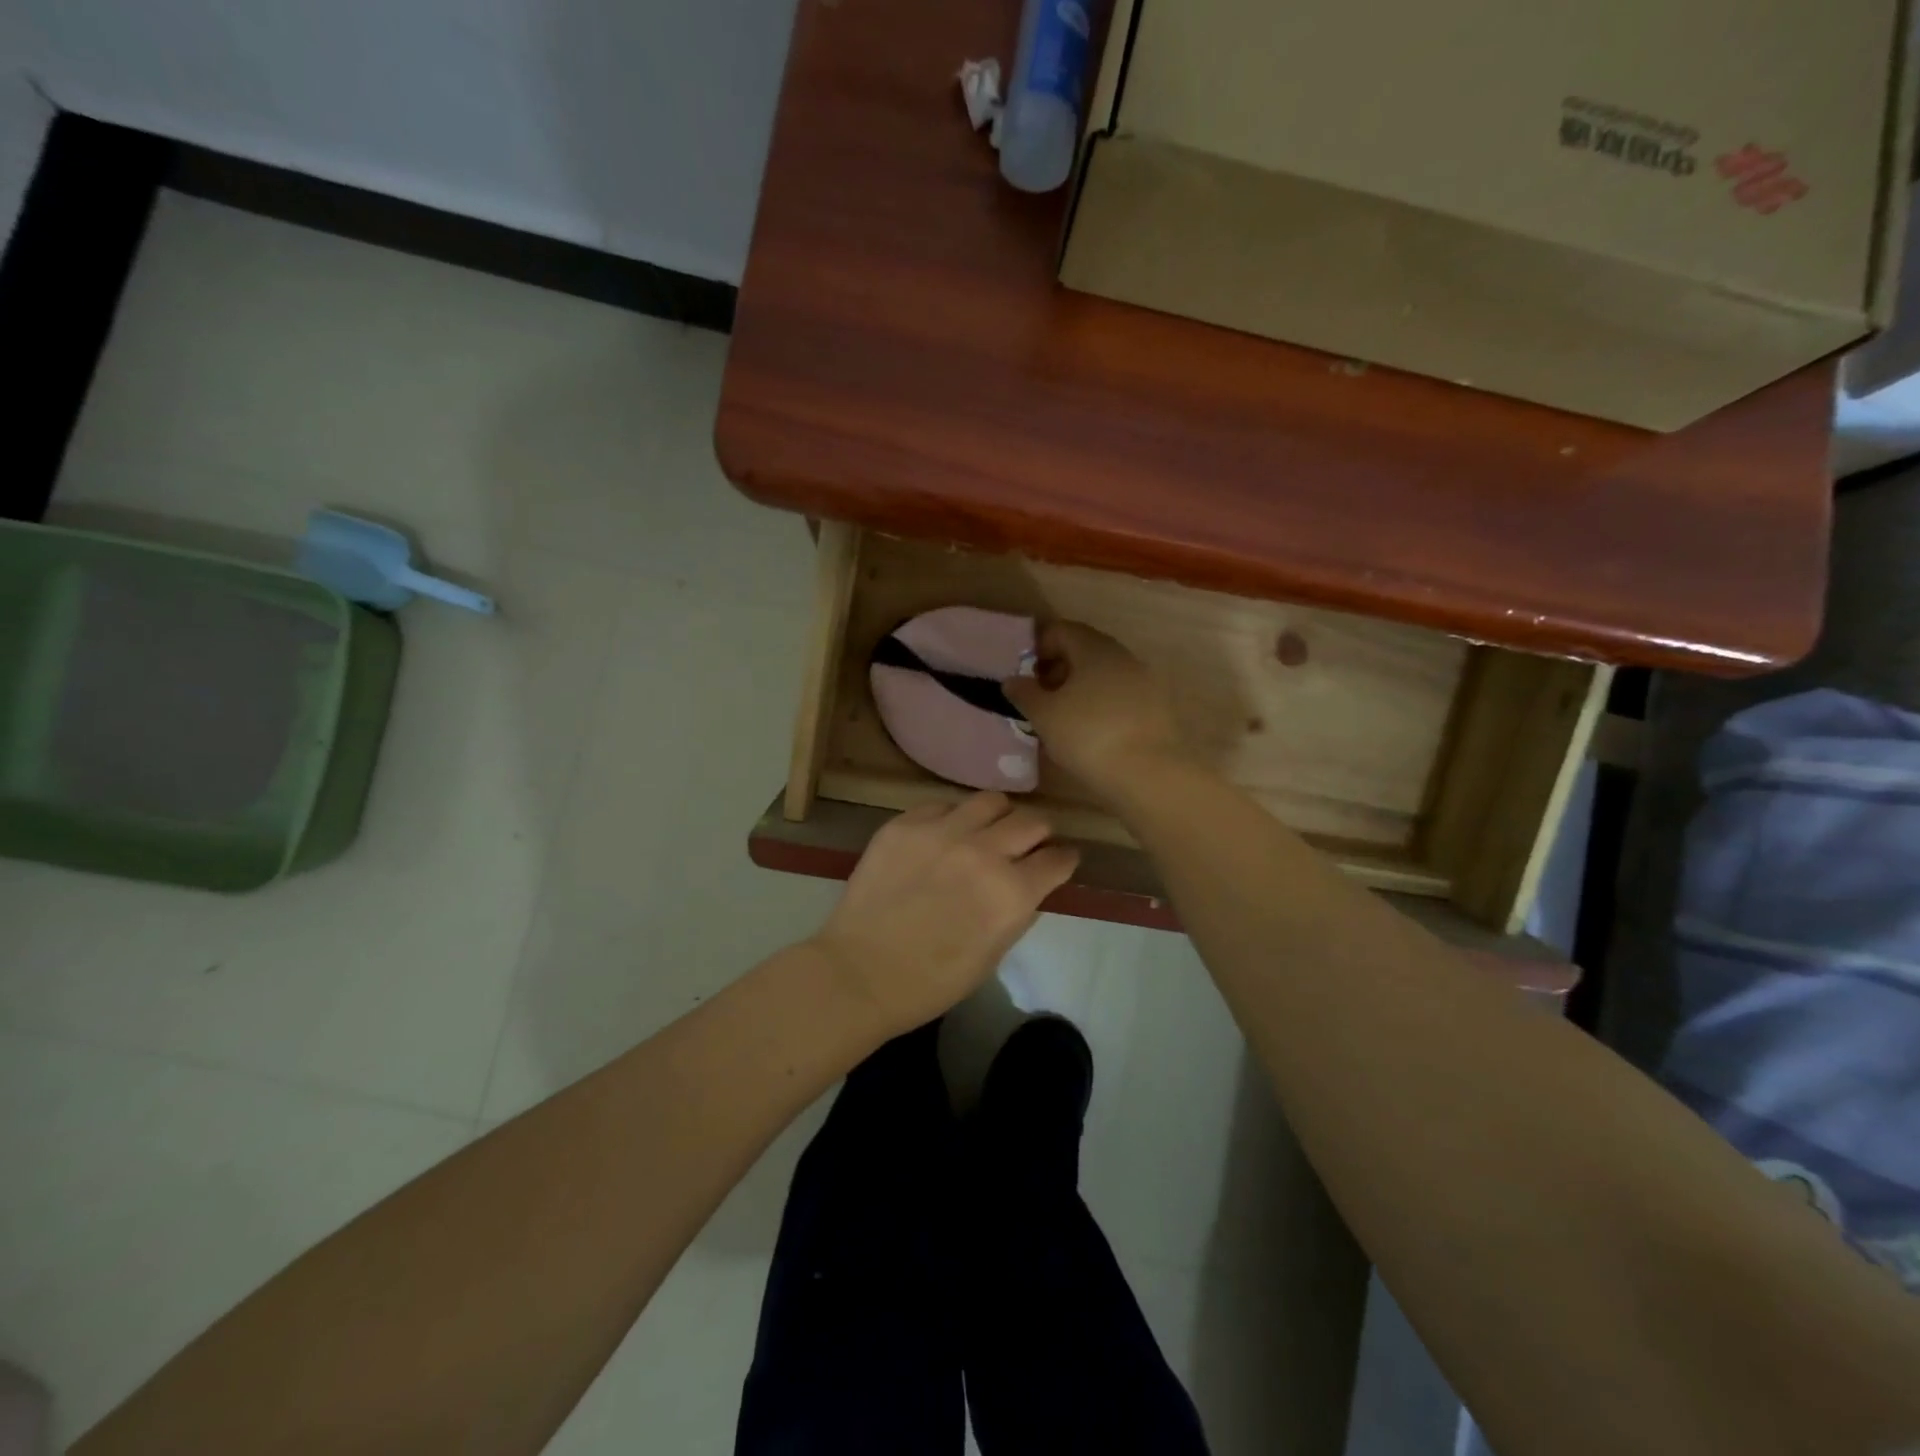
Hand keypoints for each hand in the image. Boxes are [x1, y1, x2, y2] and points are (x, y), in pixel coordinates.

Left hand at [809, 793, 1079, 1034]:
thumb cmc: (932, 980)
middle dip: (1038, 833)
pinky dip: (953, 818)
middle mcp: (984, 852)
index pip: (1058, 858)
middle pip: (1032, 821)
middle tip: (1028, 845)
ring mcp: (942, 831)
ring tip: (987, 830)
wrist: (860, 972)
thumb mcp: (993, 954)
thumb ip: (1018, 912)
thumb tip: (1030, 885)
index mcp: (1012, 892)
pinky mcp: (906, 823)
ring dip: (999, 816)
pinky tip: (944, 837)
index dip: (1064, 859)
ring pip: (991, 800)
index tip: (1060, 860)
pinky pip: (943, 805)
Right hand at [1003, 621, 1184, 800]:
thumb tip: (1012, 680)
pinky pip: (1120, 696)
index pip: (1060, 631)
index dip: (1037, 648)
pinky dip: (1100, 705)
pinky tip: (1089, 732)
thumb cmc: (1088, 736)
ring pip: (1103, 675)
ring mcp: (1144, 681)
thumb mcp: (1044, 715)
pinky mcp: (1156, 708)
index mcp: (1094, 648)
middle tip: (1038, 697)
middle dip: (1057, 669)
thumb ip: (1024, 693)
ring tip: (1060, 718)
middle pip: (1084, 651)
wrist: (1149, 774)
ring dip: (1079, 688)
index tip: (1023, 675)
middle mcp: (1123, 656)